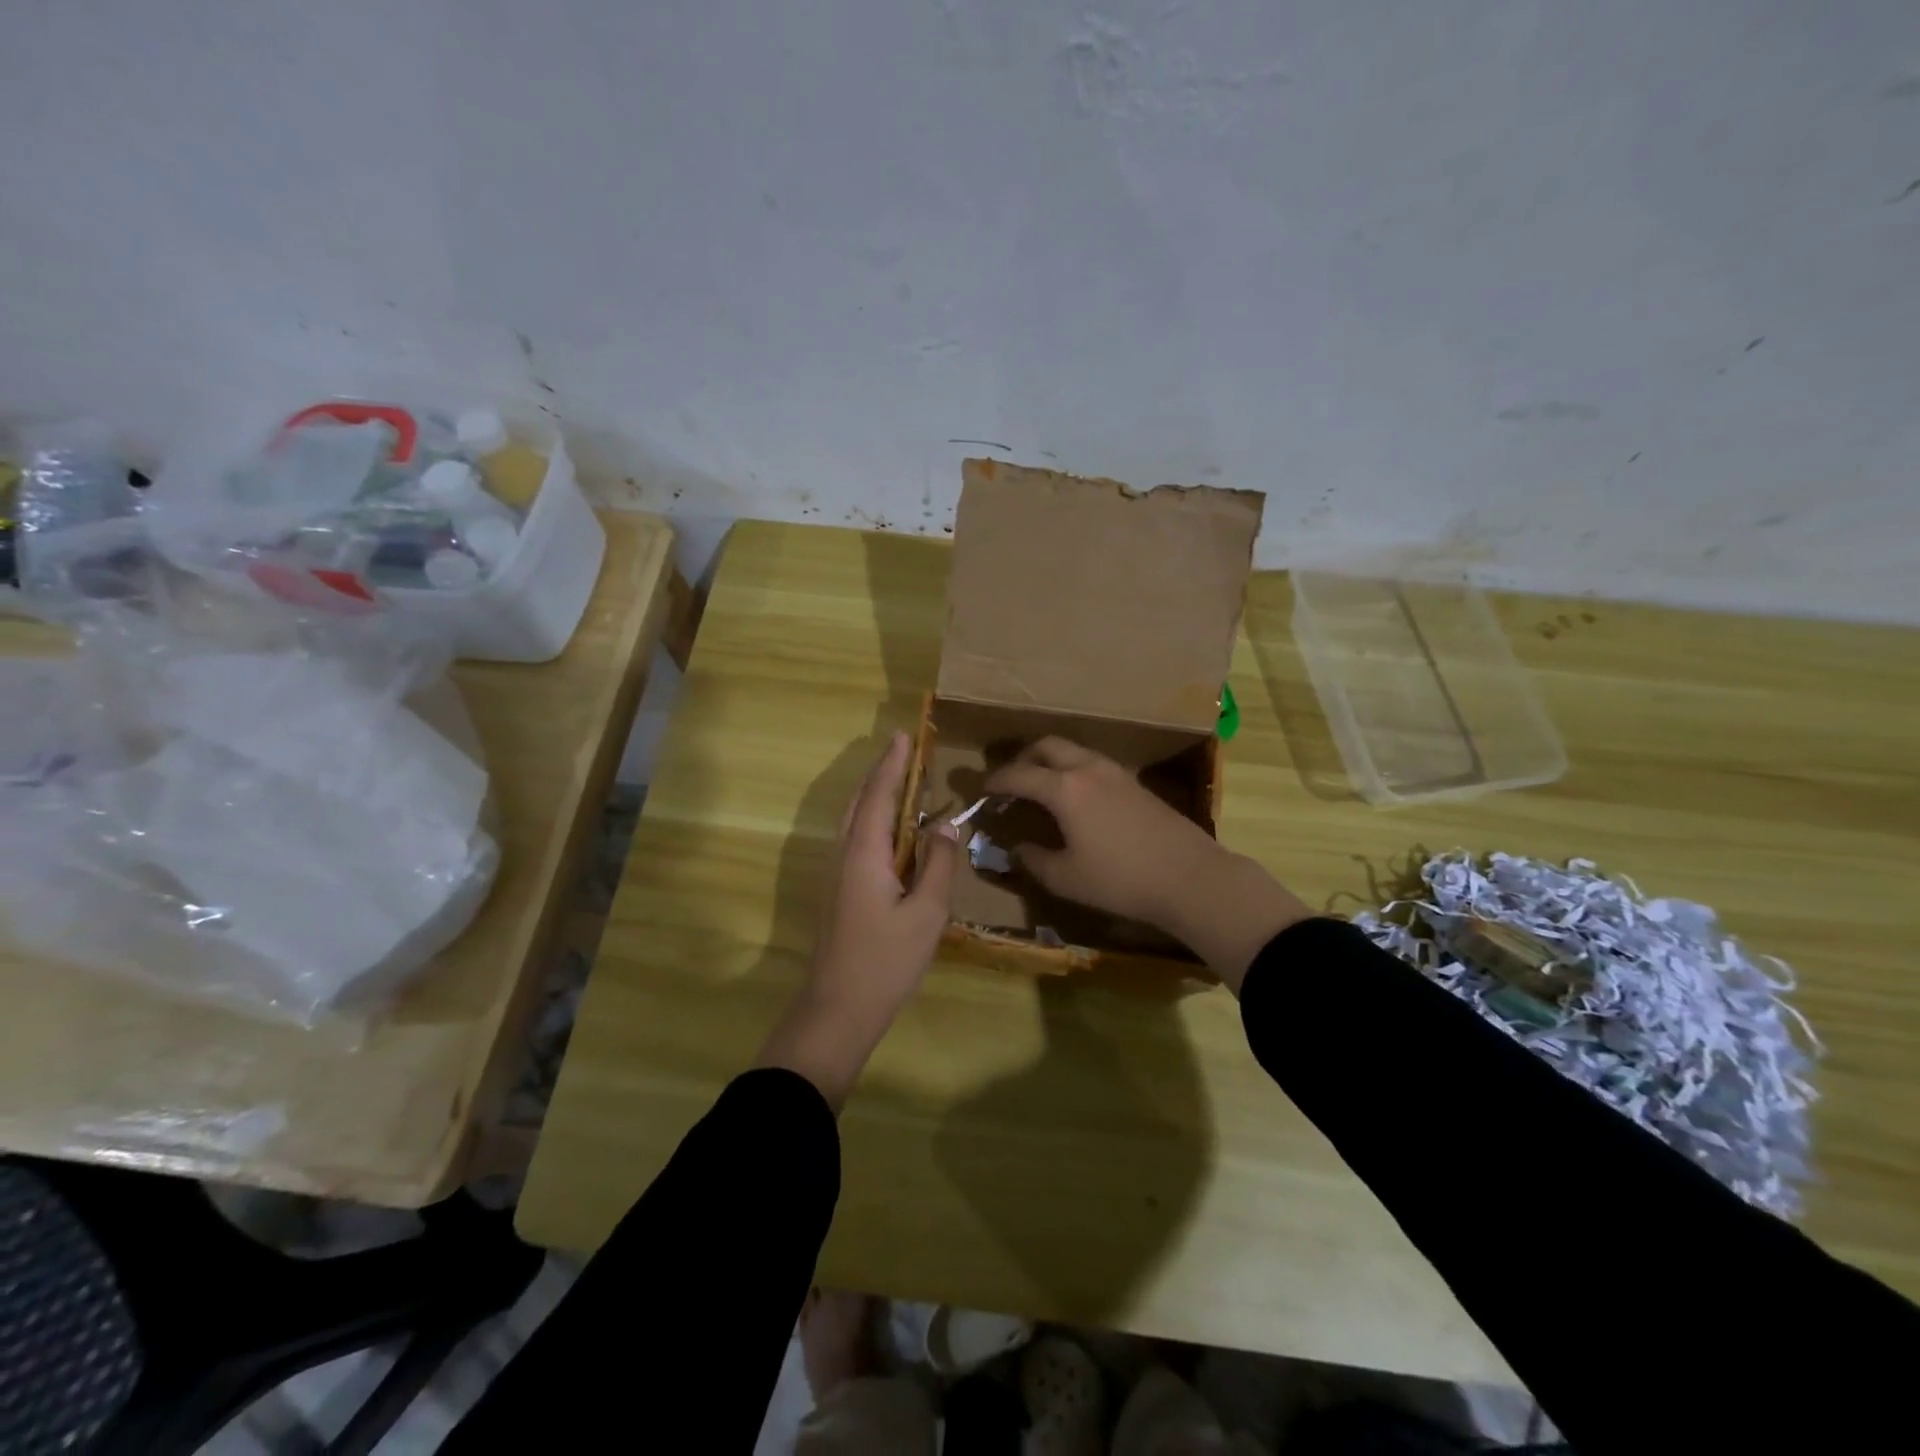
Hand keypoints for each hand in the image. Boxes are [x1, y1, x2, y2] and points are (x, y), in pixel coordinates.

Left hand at [757, 732, 960, 1107]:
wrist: (837, 1009)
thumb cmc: (886, 961)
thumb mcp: (927, 914)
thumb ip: (939, 865)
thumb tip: (948, 825)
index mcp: (864, 853)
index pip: (879, 795)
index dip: (892, 764)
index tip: (903, 736)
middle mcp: (844, 854)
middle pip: (860, 801)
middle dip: (881, 773)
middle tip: (905, 750)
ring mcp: (836, 873)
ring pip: (854, 820)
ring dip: (875, 794)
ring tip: (901, 781)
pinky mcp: (838, 891)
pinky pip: (856, 838)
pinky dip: (873, 819)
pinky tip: (891, 831)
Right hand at [984, 737, 1312, 990]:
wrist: (1189, 877)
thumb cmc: (1119, 880)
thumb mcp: (1066, 878)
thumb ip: (1035, 859)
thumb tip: (1018, 848)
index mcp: (1064, 788)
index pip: (1019, 774)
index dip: (996, 780)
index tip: (981, 788)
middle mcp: (1088, 769)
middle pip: (1047, 746)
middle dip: (1023, 758)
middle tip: (1011, 780)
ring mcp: (1116, 772)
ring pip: (1073, 751)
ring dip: (1051, 761)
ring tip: (1041, 787)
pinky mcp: (1135, 783)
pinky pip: (1093, 763)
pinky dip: (1073, 770)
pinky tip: (1076, 798)